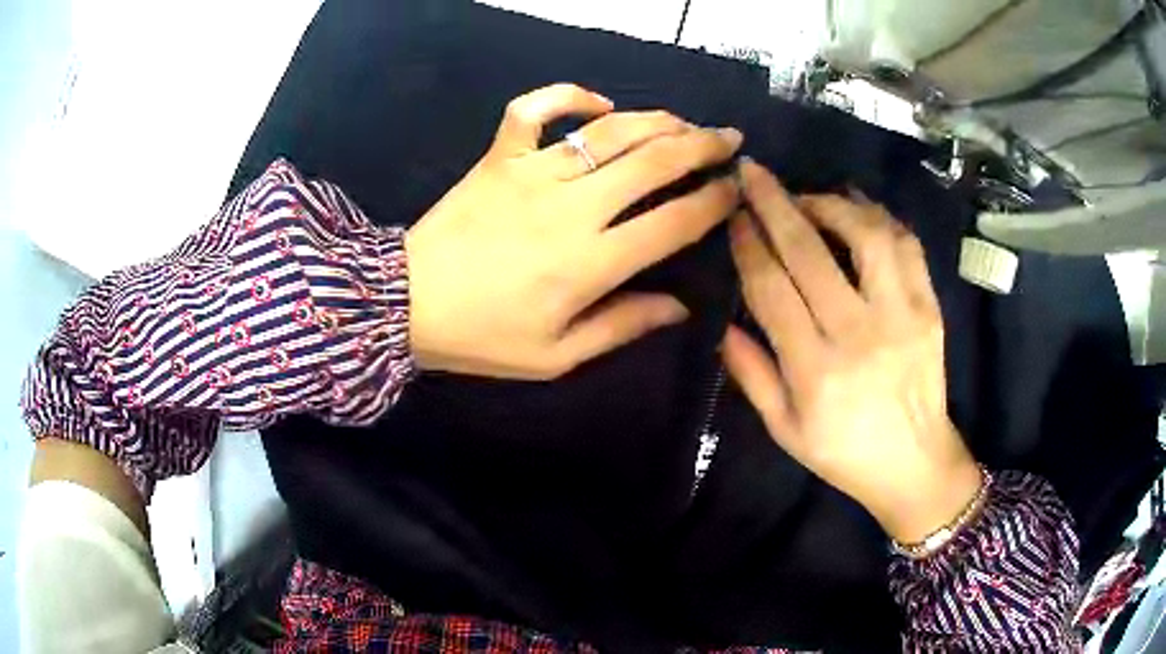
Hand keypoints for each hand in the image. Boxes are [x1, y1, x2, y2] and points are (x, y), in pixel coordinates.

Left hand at [407, 84, 742, 379]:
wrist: (405, 304)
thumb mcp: (556, 355)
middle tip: (729, 139)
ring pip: (609, 131)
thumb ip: (622, 326)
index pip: (673, 222)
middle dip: (702, 145)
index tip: (736, 189)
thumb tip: (680, 307)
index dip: (714, 202)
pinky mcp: (498, 157)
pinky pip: (533, 109)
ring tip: (685, 121)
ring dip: (657, 120)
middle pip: (654, 163)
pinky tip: (596, 102)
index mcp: (590, 263)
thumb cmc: (483, 338)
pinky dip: (567, 94)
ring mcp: (532, 173)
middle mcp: (571, 208)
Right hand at [722, 160, 980, 543]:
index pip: (772, 288)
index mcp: (815, 371)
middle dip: (774, 203)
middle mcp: (858, 335)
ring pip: (864, 234)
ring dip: (829, 203)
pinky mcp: (930, 307)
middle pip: (810, 251)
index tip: (734, 214)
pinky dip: (879, 217)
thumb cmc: (844, 453)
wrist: (915, 463)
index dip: (748, 243)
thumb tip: (724, 322)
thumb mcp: (785, 430)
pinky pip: (906, 245)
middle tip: (753, 173)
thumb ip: (752, 375)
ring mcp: (902, 316)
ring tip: (807, 197)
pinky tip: (857, 209)